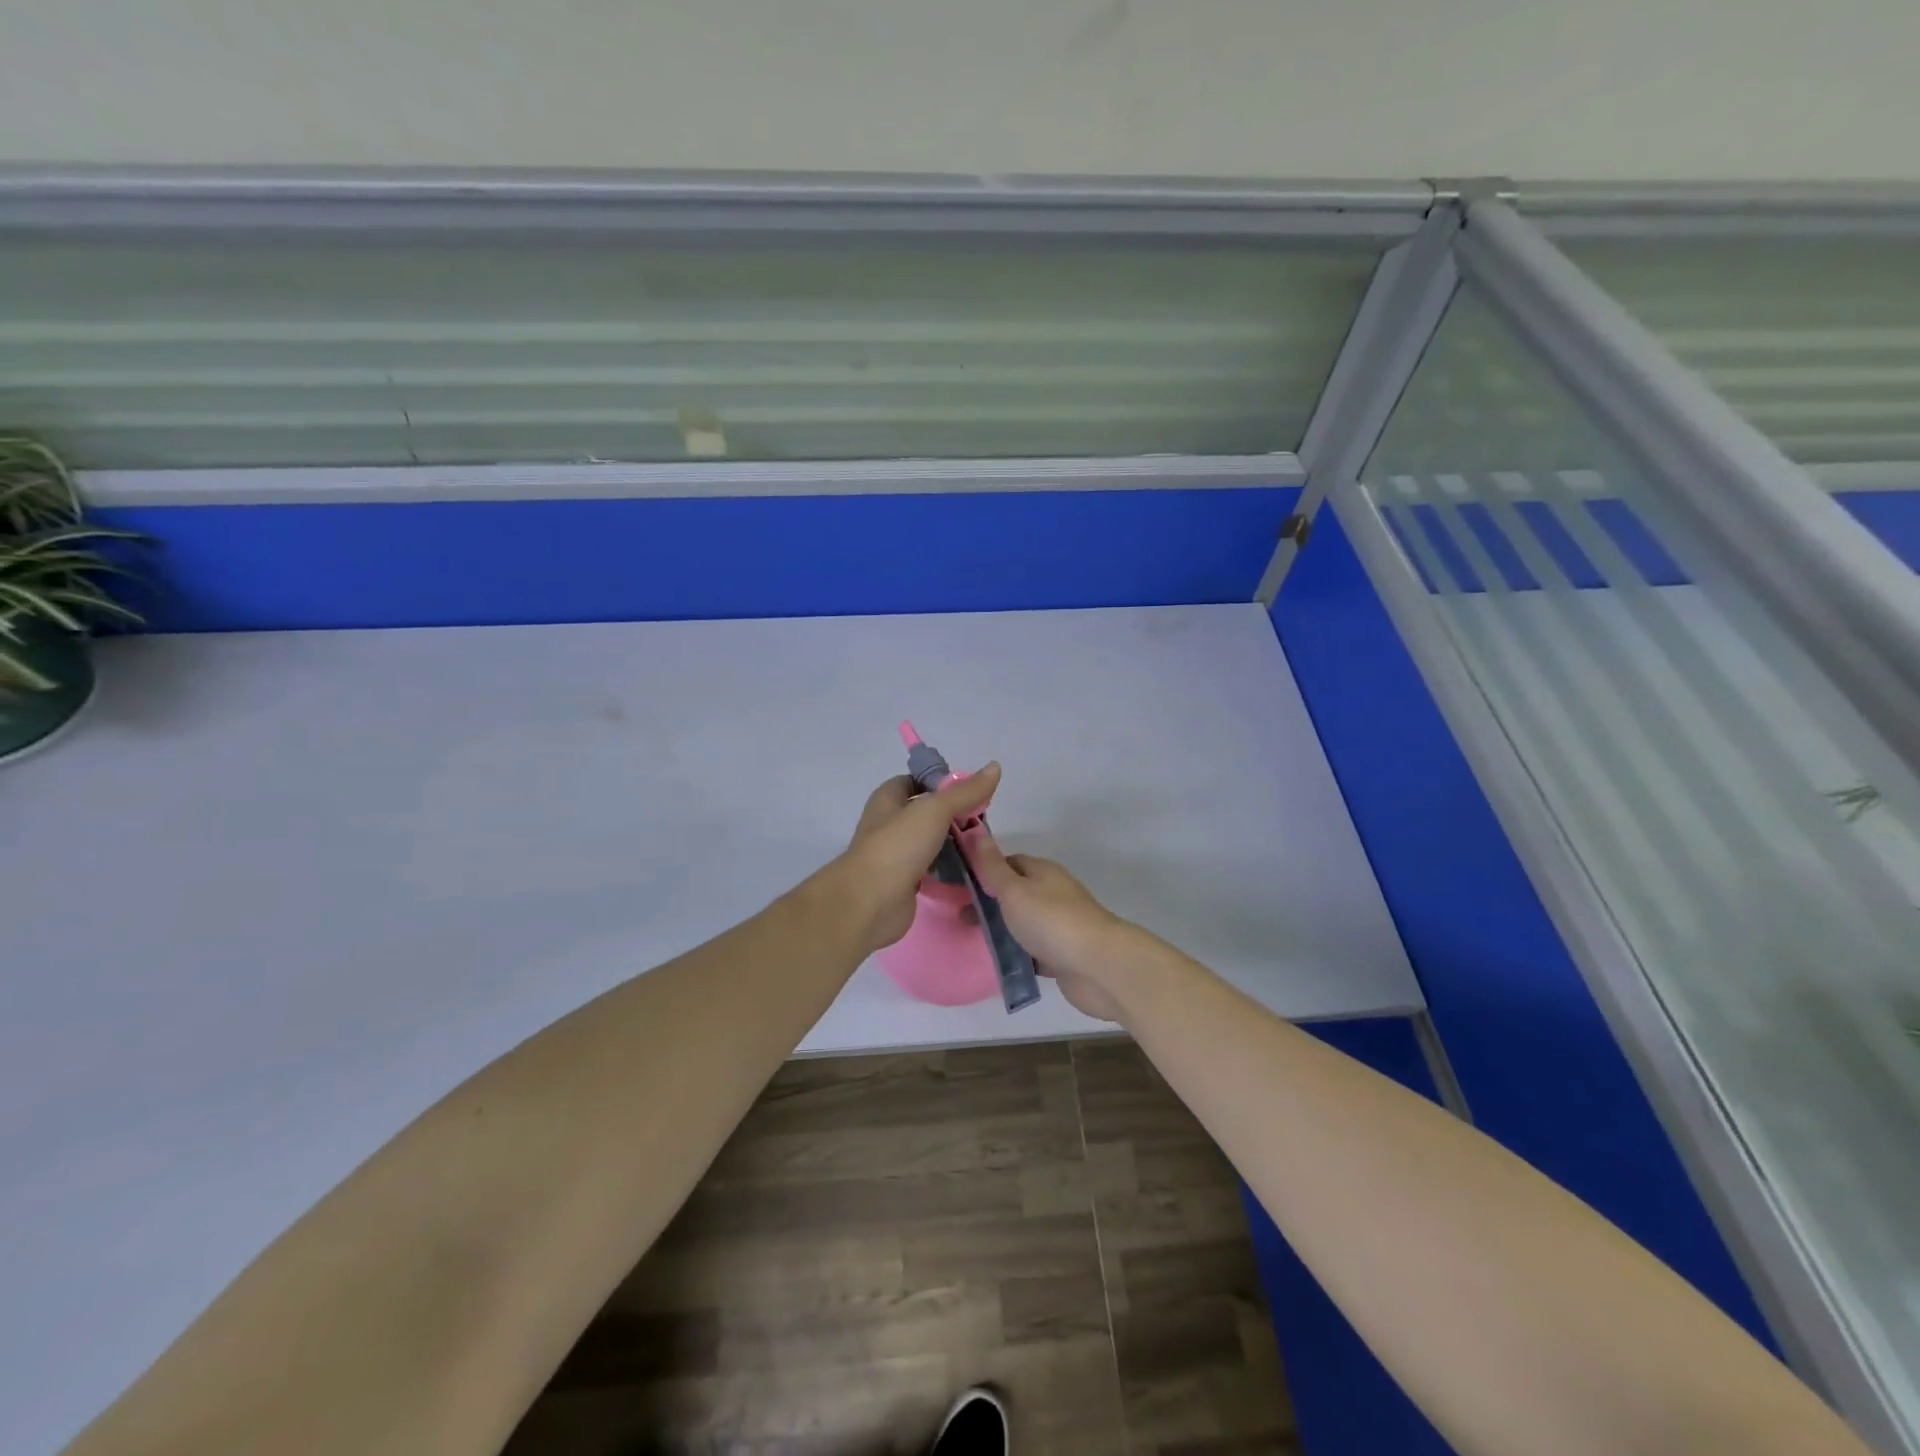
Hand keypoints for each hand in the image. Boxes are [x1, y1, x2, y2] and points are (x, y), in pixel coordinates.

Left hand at [831, 764, 1002, 955]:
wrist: (869, 903)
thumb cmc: (897, 846)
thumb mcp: (934, 810)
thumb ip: (965, 792)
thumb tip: (995, 767)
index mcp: (889, 798)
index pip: (919, 780)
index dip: (945, 783)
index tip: (974, 793)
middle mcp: (890, 823)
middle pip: (928, 812)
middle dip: (956, 816)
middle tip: (984, 824)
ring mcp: (896, 854)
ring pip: (931, 842)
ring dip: (954, 844)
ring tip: (983, 847)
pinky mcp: (905, 881)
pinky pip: (932, 869)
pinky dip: (949, 871)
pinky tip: (971, 872)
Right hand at [962, 828, 1141, 1021]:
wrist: (1099, 967)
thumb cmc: (1051, 920)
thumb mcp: (1014, 889)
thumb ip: (993, 867)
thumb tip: (977, 833)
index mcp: (1042, 872)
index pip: (1008, 862)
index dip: (983, 870)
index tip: (957, 884)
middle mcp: (1052, 894)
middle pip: (1014, 894)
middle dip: (988, 903)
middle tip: (958, 917)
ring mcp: (1059, 925)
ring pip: (1022, 923)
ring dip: (1001, 930)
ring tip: (971, 940)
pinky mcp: (1062, 954)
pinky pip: (1032, 950)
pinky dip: (1016, 954)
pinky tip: (997, 963)